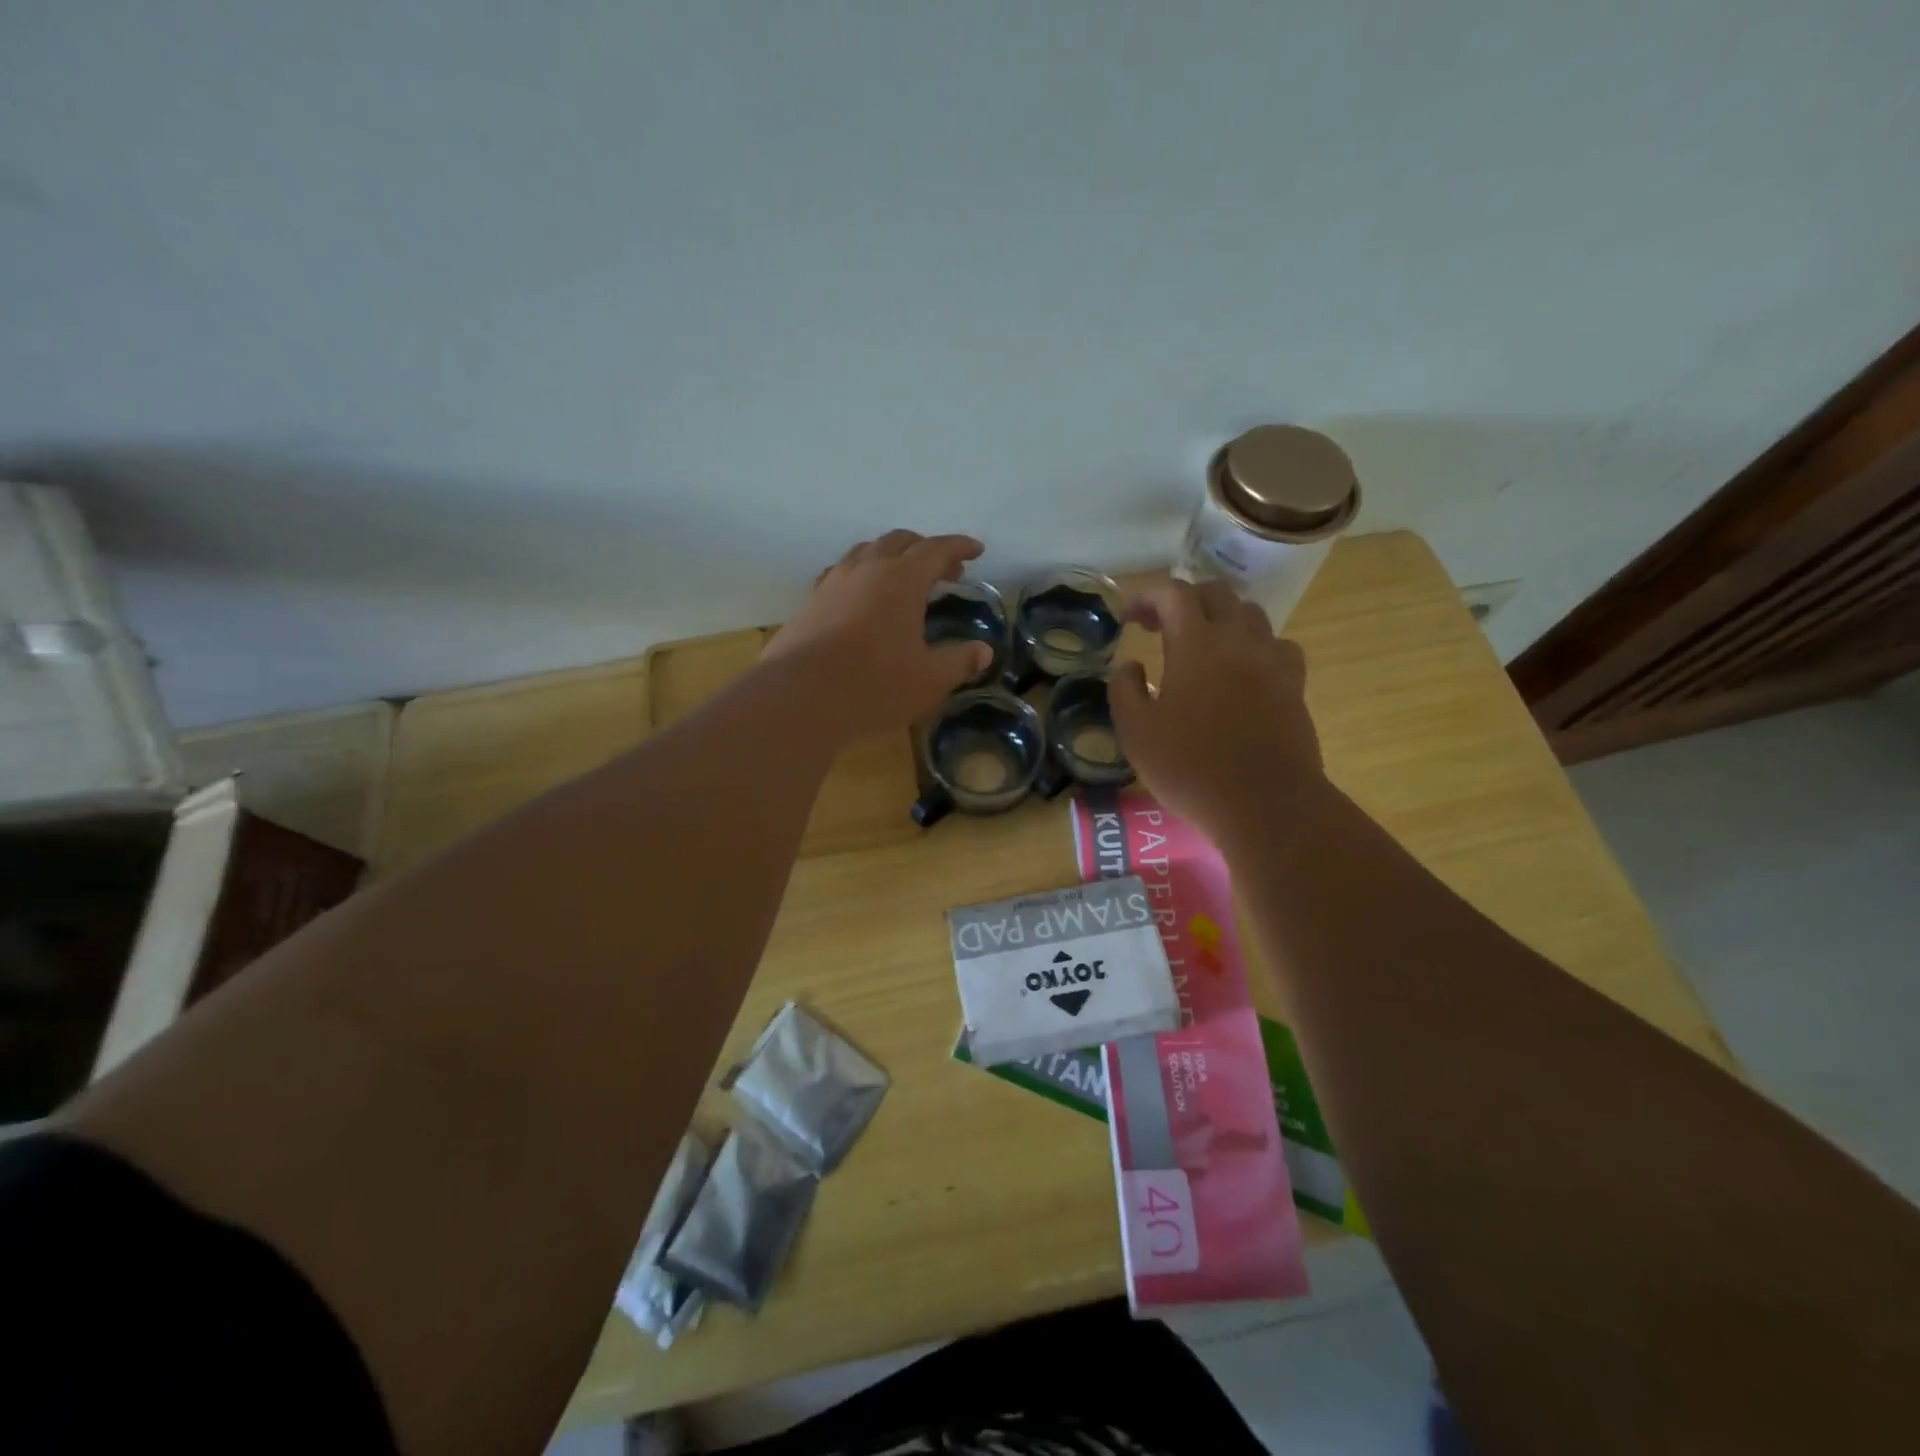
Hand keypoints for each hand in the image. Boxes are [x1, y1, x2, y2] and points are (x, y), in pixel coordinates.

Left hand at [763, 530, 993, 736]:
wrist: (800, 697)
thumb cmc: (875, 685)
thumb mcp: (929, 680)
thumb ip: (959, 662)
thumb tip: (983, 652)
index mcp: (902, 579)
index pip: (936, 549)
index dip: (959, 547)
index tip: (976, 550)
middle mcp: (867, 569)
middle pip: (900, 542)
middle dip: (926, 550)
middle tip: (945, 571)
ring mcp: (833, 582)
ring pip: (866, 552)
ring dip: (891, 557)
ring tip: (903, 579)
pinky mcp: (810, 602)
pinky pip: (842, 574)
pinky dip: (862, 575)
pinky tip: (862, 598)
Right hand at [1110, 579, 1323, 846]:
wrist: (1265, 804)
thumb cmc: (1191, 768)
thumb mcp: (1136, 733)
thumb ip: (1124, 690)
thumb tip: (1130, 665)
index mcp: (1196, 646)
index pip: (1173, 594)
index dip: (1147, 596)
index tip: (1128, 617)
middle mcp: (1238, 642)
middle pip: (1216, 594)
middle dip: (1183, 600)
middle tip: (1158, 626)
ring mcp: (1272, 662)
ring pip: (1251, 614)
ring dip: (1220, 617)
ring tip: (1201, 644)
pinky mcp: (1294, 686)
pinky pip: (1278, 645)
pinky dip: (1255, 645)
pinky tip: (1243, 669)